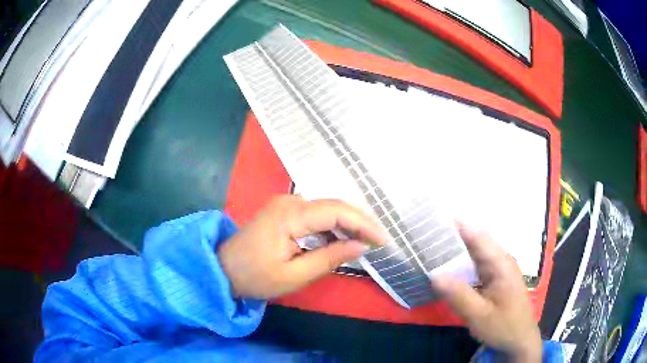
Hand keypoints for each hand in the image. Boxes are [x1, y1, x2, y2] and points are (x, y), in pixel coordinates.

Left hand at [218, 195, 385, 299]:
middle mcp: (290, 201)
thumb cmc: (256, 277)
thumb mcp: (295, 275)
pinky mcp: (284, 210)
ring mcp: (286, 204)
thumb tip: (361, 247)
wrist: (223, 269)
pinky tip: (342, 239)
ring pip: (327, 208)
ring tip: (365, 240)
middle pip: (334, 205)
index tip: (383, 240)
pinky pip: (316, 214)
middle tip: (379, 240)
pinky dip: (332, 225)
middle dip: (359, 221)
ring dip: (347, 223)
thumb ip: (330, 258)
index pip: (337, 211)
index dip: (363, 224)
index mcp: (290, 215)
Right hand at [433, 225, 541, 362]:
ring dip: (455, 253)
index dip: (456, 227)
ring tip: (430, 252)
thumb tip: (434, 275)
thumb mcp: (479, 315)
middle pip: (476, 242)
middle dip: (452, 239)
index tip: (432, 224)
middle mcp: (501, 261)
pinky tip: (446, 272)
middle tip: (425, 240)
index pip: (477, 236)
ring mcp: (499, 270)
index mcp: (501, 263)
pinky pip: (476, 267)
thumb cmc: (503, 326)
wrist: (520, 340)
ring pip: (475, 255)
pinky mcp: (495, 280)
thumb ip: (458, 295)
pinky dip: (461, 267)